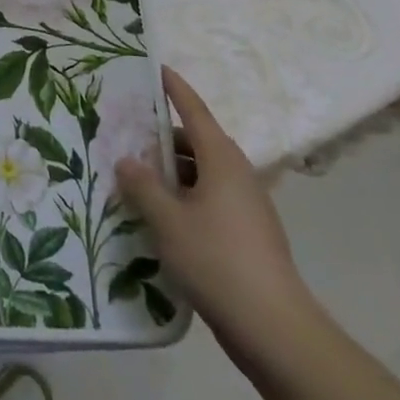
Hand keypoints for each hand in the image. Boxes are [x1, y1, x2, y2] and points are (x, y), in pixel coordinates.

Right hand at [115, 66, 317, 367]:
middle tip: (124, 136)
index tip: (156, 68)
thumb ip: (142, 185)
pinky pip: (208, 201)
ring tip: (134, 180)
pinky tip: (159, 219)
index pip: (193, 111)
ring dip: (170, 173)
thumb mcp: (167, 220)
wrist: (275, 330)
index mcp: (221, 160)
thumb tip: (127, 160)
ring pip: (201, 174)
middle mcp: (237, 175)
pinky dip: (183, 199)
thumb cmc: (217, 261)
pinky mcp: (247, 236)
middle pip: (195, 143)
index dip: (174, 89)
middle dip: (161, 138)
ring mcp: (246, 207)